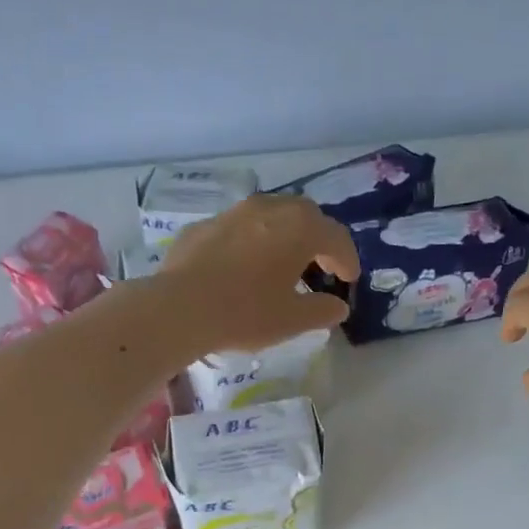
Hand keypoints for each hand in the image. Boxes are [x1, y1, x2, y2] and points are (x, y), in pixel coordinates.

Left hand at [159, 194, 359, 353]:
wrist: (180, 307)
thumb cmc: (246, 312)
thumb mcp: (292, 320)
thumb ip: (322, 310)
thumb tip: (338, 306)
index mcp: (300, 228)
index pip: (336, 237)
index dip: (347, 259)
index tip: (348, 279)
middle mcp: (270, 209)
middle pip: (306, 215)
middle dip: (318, 238)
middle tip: (320, 265)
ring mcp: (234, 213)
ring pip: (271, 215)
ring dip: (284, 235)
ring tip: (283, 263)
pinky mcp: (205, 226)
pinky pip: (240, 228)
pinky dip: (252, 242)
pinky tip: (244, 267)